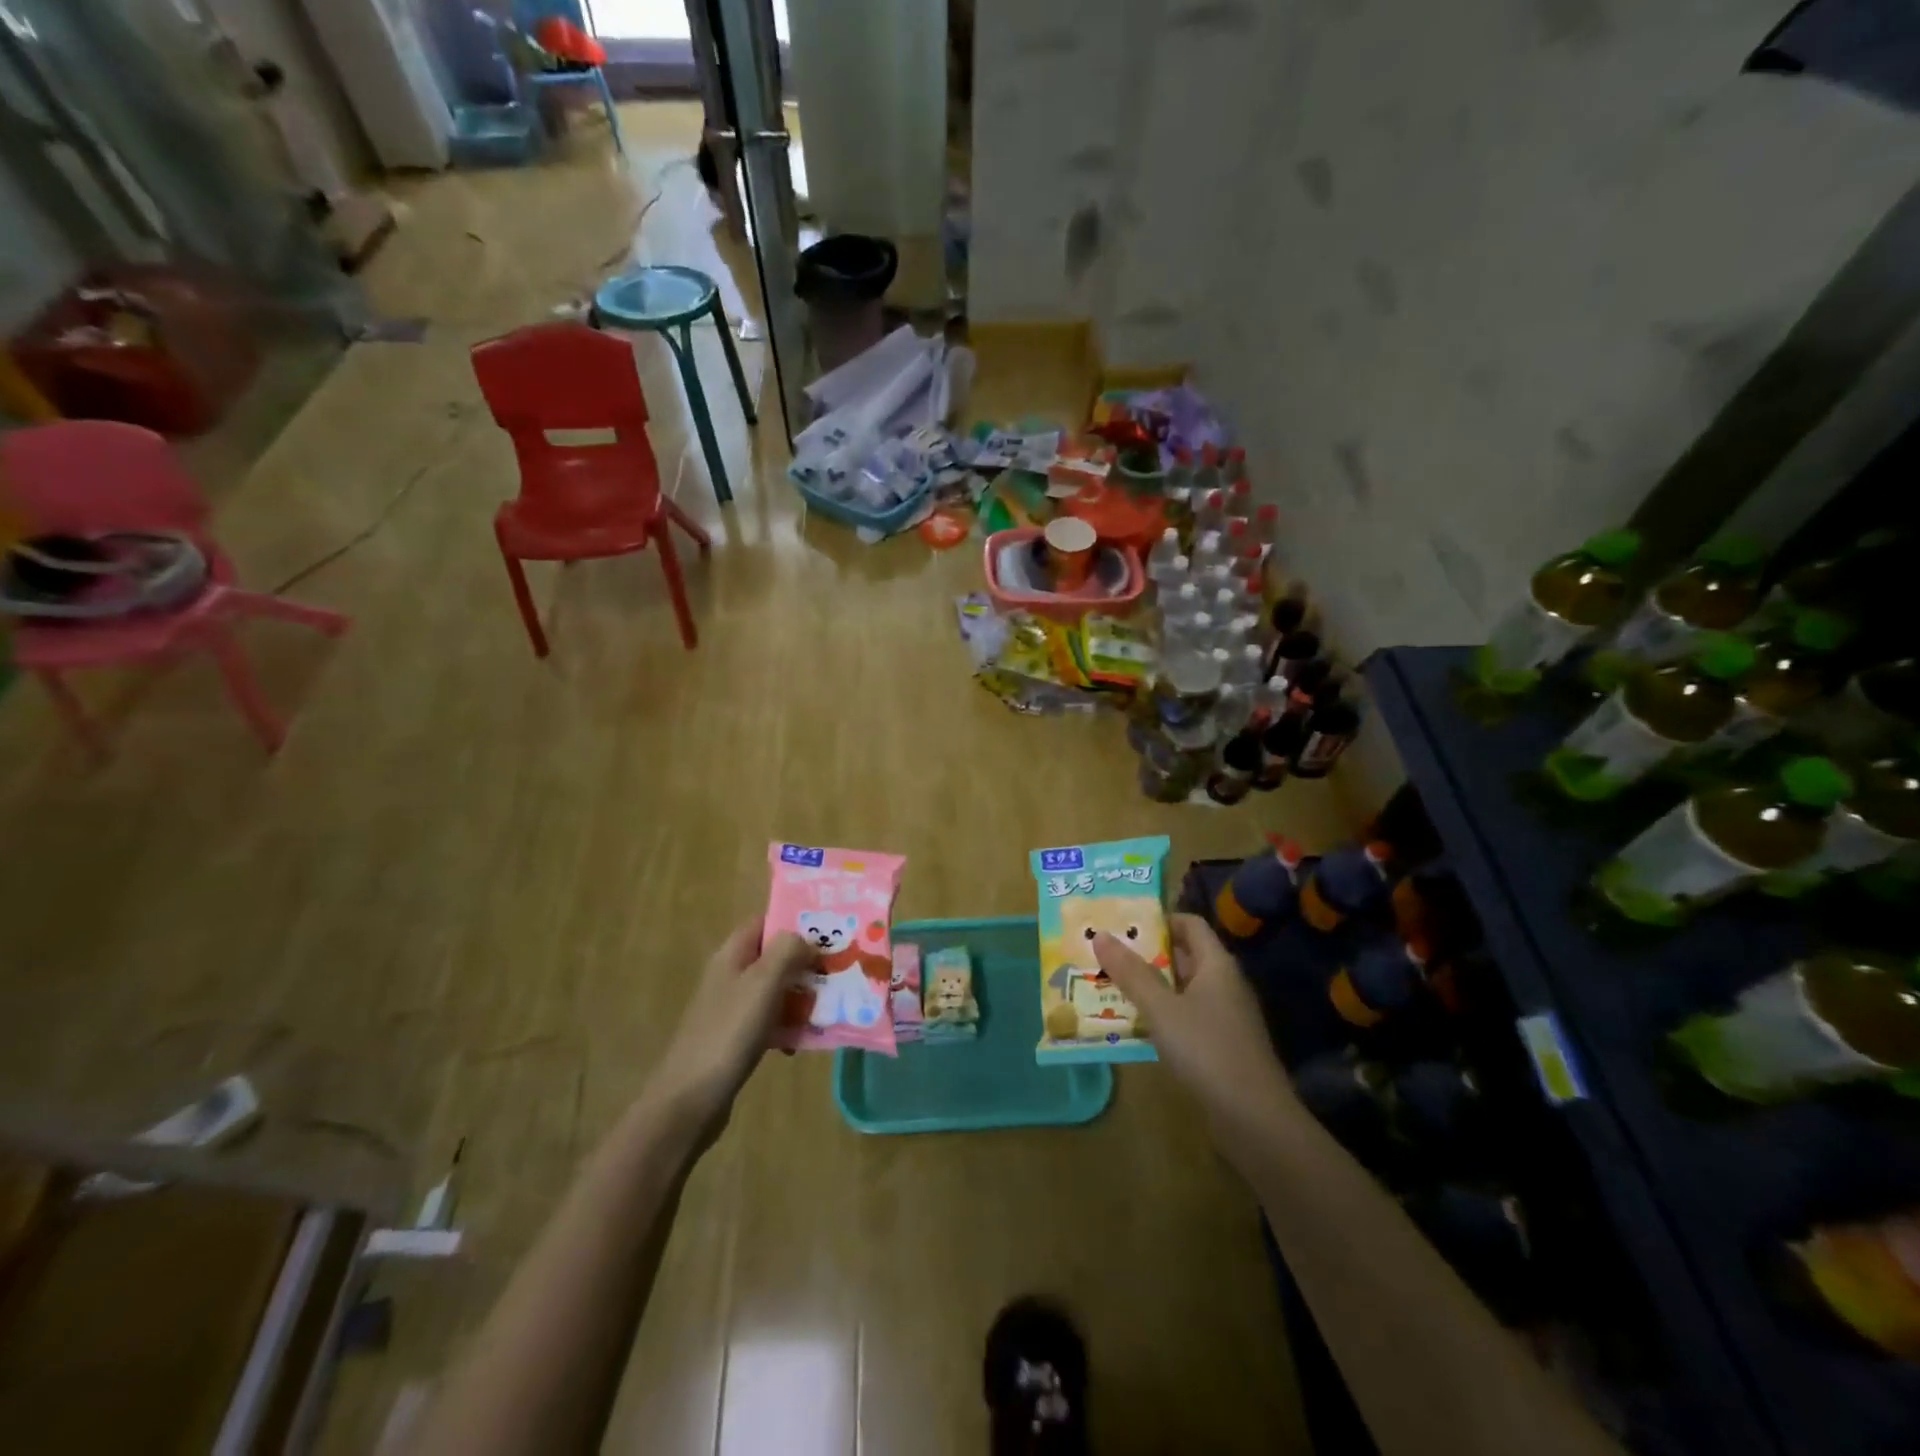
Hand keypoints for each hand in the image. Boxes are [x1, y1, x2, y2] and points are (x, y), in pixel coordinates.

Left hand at [643, 920, 815, 1137]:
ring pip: (776, 989)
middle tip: (841, 968)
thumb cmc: (728, 1033)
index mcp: (732, 954)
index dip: (795, 921)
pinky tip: (805, 1040)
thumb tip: (806, 939)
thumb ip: (787, 951)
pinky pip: (771, 1019)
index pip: (765, 921)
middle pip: (774, 956)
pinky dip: (789, 1024)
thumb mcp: (762, 983)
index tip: (831, 929)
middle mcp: (730, 975)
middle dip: (806, 961)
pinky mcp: (736, 1038)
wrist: (689, 1100)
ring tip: (832, 1003)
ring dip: (802, 994)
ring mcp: (732, 1008)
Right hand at [1092, 914, 1299, 1152]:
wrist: (1255, 1120)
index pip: (1190, 924)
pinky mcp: (1220, 1046)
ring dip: (1149, 986)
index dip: (1159, 919)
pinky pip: (1185, 1017)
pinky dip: (1160, 1015)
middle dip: (1146, 953)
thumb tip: (1101, 934)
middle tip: (1106, 952)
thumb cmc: (1207, 1050)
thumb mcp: (1162, 1008)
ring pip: (1181, 989)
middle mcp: (1224, 984)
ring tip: (1108, 984)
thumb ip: (1131, 972)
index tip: (1123, 923)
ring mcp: (1224, 1017)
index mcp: (1217, 964)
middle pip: (1184, 955)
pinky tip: (1133, 1024)